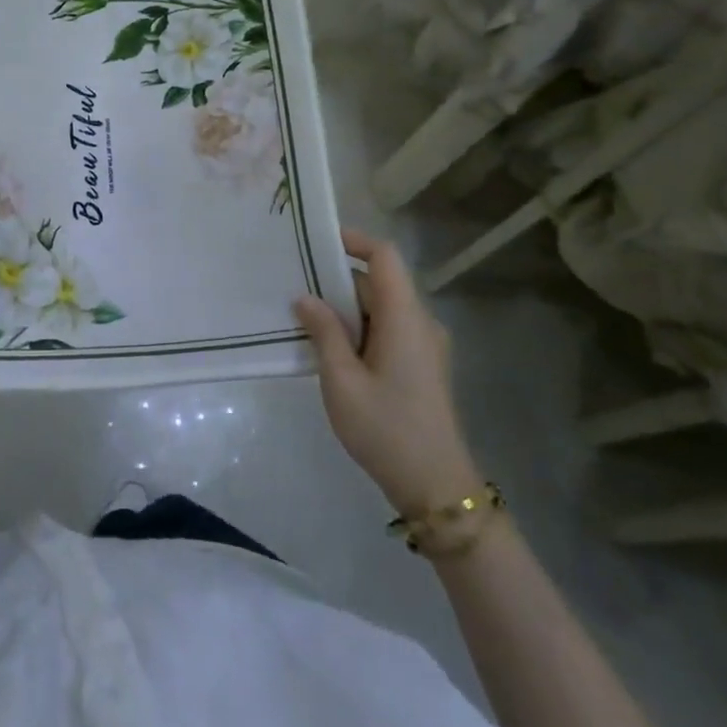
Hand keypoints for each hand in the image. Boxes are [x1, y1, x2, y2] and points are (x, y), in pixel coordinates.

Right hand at [295, 228, 477, 516]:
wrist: (434, 485)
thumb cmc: (385, 427)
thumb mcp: (341, 380)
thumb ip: (323, 332)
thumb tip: (305, 298)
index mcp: (405, 318)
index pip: (384, 258)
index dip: (353, 241)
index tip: (316, 240)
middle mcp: (419, 323)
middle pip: (378, 283)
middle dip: (335, 279)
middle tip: (292, 284)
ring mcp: (423, 346)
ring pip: (380, 309)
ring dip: (343, 308)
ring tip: (300, 316)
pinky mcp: (420, 366)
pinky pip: (386, 331)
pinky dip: (357, 329)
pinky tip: (326, 348)